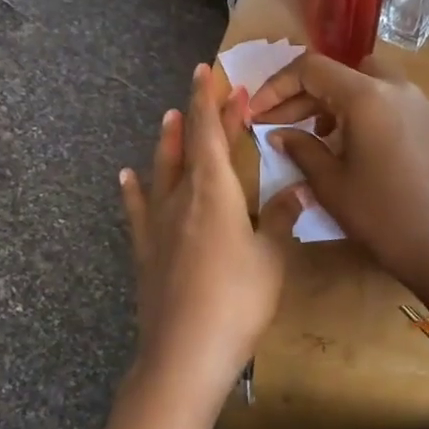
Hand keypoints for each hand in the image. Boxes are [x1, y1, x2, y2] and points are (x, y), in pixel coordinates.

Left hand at [119, 64, 303, 409]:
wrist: (184, 354)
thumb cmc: (237, 301)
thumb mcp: (271, 259)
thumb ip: (281, 219)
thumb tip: (301, 190)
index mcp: (214, 193)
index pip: (210, 134)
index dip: (212, 102)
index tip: (213, 74)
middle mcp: (181, 199)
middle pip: (189, 148)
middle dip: (199, 116)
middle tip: (207, 91)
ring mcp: (158, 226)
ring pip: (161, 172)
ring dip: (167, 142)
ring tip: (168, 118)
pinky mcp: (145, 252)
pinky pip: (137, 210)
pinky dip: (134, 190)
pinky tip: (127, 176)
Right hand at [247, 54, 428, 306]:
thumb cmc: (380, 215)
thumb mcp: (330, 184)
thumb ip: (300, 148)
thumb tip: (278, 133)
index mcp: (367, 96)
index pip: (312, 69)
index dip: (277, 86)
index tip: (258, 113)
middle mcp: (397, 88)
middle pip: (340, 72)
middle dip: (305, 94)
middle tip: (279, 125)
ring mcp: (421, 103)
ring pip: (368, 83)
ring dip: (336, 101)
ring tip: (318, 135)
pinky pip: (391, 102)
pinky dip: (365, 112)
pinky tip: (356, 147)